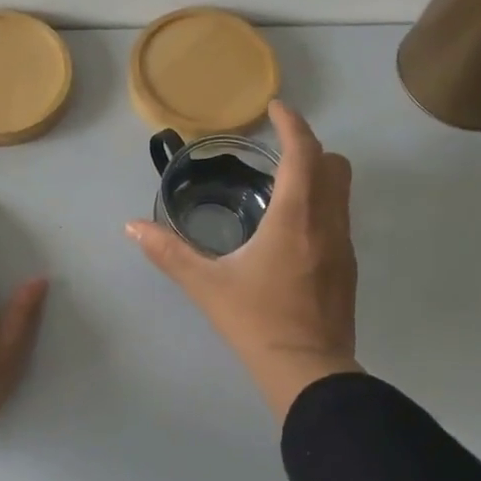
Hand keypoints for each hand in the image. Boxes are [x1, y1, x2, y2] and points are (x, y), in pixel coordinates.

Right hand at [126, 101, 362, 419]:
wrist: (309, 372)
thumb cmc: (256, 321)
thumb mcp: (206, 285)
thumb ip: (168, 252)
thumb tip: (132, 227)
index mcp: (295, 218)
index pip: (303, 153)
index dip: (292, 124)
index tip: (276, 108)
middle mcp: (327, 223)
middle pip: (334, 164)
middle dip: (309, 148)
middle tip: (275, 153)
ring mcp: (343, 246)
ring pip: (342, 191)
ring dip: (318, 176)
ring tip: (280, 187)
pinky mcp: (348, 268)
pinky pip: (340, 218)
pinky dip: (321, 205)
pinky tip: (290, 230)